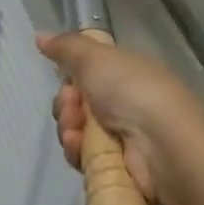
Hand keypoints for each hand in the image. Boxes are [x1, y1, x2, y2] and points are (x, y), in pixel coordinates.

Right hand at [37, 33, 203, 204]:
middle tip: (72, 108)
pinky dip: (77, 152)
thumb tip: (40, 36)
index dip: (71, 79)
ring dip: (69, 129)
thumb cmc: (132, 91)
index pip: (87, 75)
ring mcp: (124, 138)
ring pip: (77, 132)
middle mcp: (126, 104)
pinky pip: (84, 157)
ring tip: (77, 133)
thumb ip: (66, 47)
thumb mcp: (95, 57)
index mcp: (127, 75)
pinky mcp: (119, 168)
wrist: (163, 146)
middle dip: (66, 106)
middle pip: (77, 104)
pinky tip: (80, 148)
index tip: (68, 82)